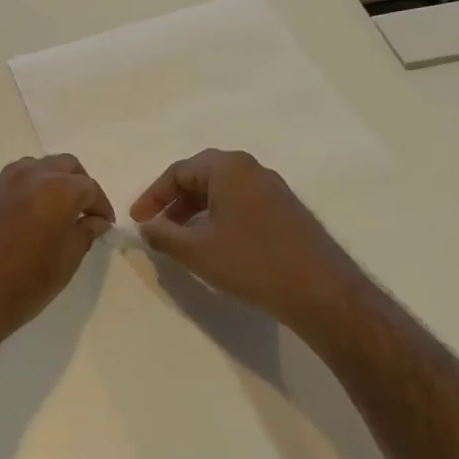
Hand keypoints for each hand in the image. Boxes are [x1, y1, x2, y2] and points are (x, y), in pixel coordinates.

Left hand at [0, 155, 113, 358]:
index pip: (89, 188)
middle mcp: (30, 176)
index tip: (105, 224)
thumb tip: (95, 221)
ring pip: (38, 167)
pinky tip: (32, 216)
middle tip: (86, 213)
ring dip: (54, 181)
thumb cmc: (21, 286)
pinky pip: (15, 179)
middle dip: (80, 185)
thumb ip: (83, 235)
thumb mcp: (64, 264)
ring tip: (59, 213)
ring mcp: (2, 182)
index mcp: (57, 189)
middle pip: (65, 166)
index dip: (101, 206)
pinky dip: (31, 188)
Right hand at [131, 149, 346, 327]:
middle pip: (200, 176)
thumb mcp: (196, 251)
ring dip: (194, 210)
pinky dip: (218, 216)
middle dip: (173, 201)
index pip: (178, 172)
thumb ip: (162, 235)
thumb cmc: (252, 263)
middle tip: (156, 227)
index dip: (152, 196)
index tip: (137, 221)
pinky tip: (213, 243)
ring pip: (221, 190)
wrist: (321, 291)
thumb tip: (146, 227)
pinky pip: (240, 202)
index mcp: (228, 168)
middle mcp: (251, 169)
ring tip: (180, 239)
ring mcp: (272, 188)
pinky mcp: (285, 209)